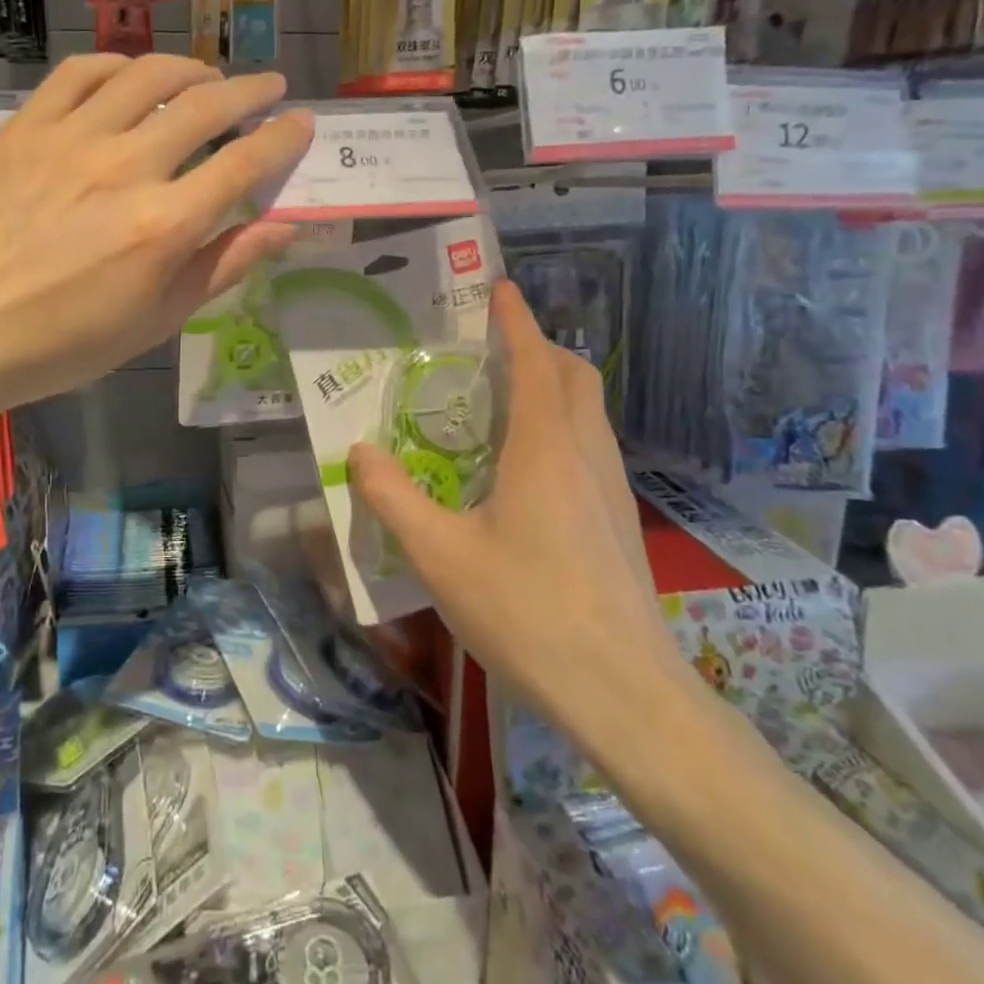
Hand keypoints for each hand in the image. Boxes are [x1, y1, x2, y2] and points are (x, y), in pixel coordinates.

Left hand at [0, 53, 313, 423]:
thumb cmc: (60, 344)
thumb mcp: (155, 321)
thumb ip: (221, 267)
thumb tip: (283, 229)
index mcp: (164, 225)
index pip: (244, 163)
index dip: (282, 138)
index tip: (302, 121)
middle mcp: (125, 167)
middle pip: (204, 107)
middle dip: (249, 91)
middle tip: (269, 87)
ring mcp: (71, 139)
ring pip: (146, 76)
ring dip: (190, 68)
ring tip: (208, 76)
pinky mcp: (25, 128)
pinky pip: (80, 73)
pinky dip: (118, 64)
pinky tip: (131, 74)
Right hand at [347, 280, 681, 737]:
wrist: (625, 694)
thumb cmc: (528, 612)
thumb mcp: (440, 555)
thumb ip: (393, 497)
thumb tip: (358, 452)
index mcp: (546, 447)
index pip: (536, 361)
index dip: (518, 321)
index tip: (500, 290)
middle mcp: (587, 454)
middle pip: (575, 376)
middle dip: (540, 348)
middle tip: (492, 348)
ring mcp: (612, 489)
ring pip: (589, 412)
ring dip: (554, 387)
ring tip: (503, 401)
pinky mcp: (619, 521)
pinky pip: (591, 446)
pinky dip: (563, 426)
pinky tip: (526, 468)